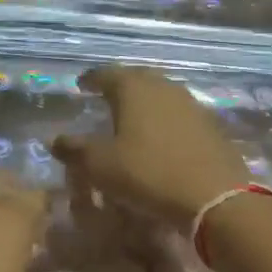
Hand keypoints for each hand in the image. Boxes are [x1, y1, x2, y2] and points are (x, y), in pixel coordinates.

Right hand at [54, 65, 248, 225]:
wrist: (216, 198)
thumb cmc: (149, 174)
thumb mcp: (100, 166)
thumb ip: (74, 149)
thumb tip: (54, 140)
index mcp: (133, 88)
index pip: (106, 73)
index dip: (91, 78)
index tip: (81, 84)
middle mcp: (163, 87)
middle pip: (137, 78)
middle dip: (120, 85)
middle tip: (106, 96)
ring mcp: (191, 104)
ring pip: (161, 93)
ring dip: (144, 101)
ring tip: (132, 115)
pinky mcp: (210, 125)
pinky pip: (179, 113)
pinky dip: (164, 119)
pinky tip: (160, 135)